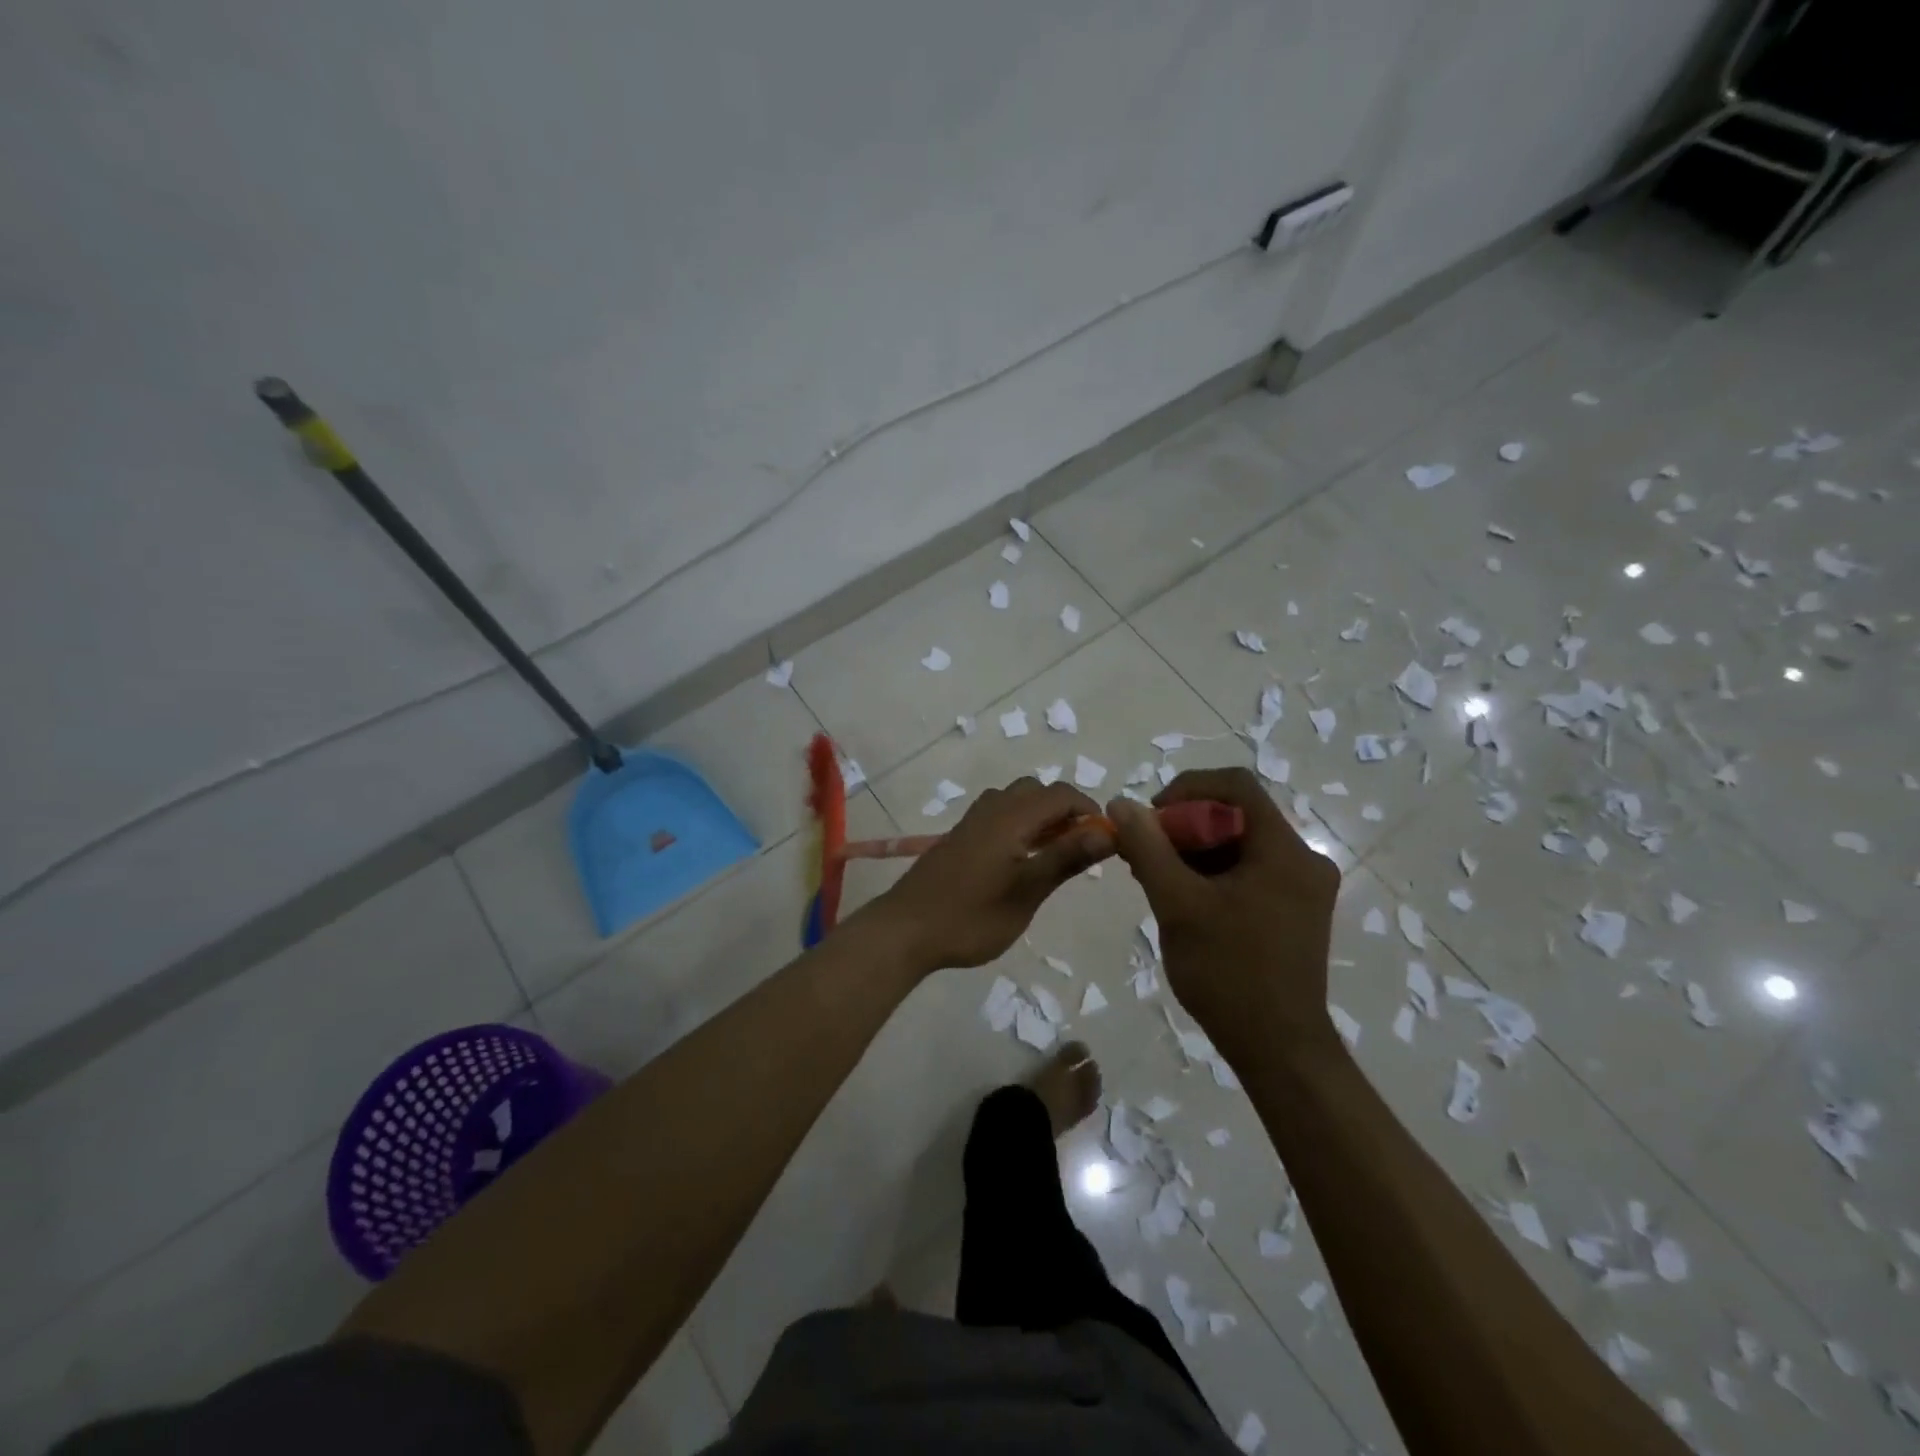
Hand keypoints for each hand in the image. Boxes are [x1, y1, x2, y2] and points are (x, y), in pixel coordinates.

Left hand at [874, 778, 1114, 972]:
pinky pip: (999, 815)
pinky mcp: (960, 838)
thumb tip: (1108, 831)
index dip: (1090, 810)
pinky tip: (1020, 860)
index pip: (1061, 794)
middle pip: (1037, 791)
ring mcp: (972, 822)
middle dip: (1065, 811)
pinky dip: (1020, 825)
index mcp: (1011, 816)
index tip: (1106, 840)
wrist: (905, 930)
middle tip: (1079, 847)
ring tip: (1053, 854)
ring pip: (1015, 801)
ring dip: (1041, 817)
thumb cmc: (971, 916)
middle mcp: (991, 809)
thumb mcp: (1027, 891)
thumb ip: (1066, 858)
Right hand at [1107, 768, 1340, 1062]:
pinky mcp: (1295, 912)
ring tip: (1155, 879)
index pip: (1235, 786)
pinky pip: (1248, 872)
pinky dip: (1212, 874)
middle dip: (1184, 827)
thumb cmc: (1228, 972)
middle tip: (1145, 854)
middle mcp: (1302, 860)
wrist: (1278, 1050)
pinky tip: (1181, 899)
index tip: (1152, 818)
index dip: (1187, 788)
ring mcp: (1302, 888)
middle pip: (1236, 816)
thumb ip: (1148, 848)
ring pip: (1240, 846)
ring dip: (1194, 852)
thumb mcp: (1177, 904)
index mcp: (1284, 850)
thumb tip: (1121, 805)